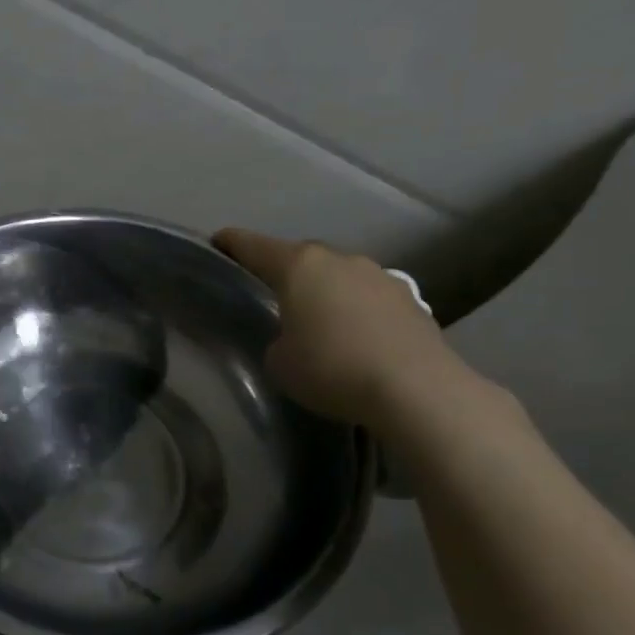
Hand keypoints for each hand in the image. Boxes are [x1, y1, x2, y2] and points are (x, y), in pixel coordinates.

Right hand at [213, 228, 462, 430]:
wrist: (418, 390)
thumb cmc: (332, 369)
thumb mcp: (280, 362)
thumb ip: (278, 340)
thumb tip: (295, 337)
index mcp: (298, 265)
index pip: (251, 245)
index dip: (229, 243)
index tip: (216, 244)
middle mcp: (338, 259)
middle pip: (298, 257)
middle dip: (282, 272)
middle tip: (268, 296)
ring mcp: (379, 275)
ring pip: (338, 276)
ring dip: (324, 292)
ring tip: (318, 322)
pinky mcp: (410, 300)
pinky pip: (368, 298)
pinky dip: (356, 312)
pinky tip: (356, 340)